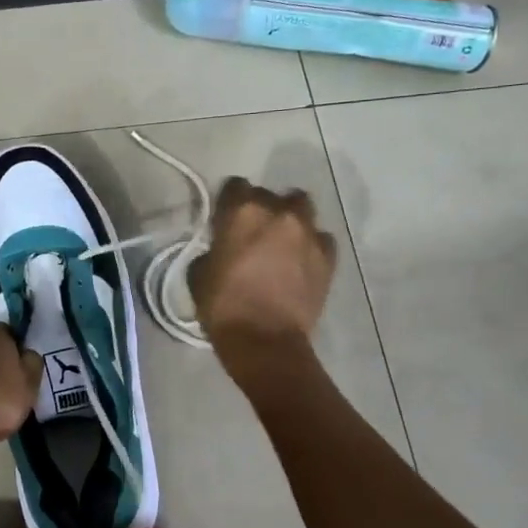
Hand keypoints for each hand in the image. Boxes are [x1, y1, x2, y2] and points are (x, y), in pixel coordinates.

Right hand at [189, 179, 336, 363]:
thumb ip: (213, 248)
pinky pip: (320, 237)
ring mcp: (309, 232)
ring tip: (282, 241)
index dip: (228, 202)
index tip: (224, 219)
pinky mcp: (329, 256)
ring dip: (290, 219)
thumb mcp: (199, 273)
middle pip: (270, 195)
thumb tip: (222, 247)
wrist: (265, 342)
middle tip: (253, 233)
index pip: (235, 185)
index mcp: (242, 211)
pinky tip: (301, 260)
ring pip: (301, 208)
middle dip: (261, 209)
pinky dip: (310, 243)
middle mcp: (279, 212)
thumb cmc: (223, 306)